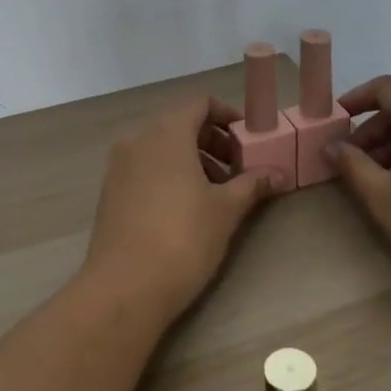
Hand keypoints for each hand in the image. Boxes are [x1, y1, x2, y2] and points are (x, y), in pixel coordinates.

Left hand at [82, 95, 279, 321]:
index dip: (227, 116)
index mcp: (167, 132)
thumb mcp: (226, 210)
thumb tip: (280, 173)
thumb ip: (253, 184)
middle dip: (212, 141)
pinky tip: (186, 208)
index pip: (200, 103)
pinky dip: (168, 174)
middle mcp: (138, 139)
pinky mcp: (110, 191)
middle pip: (180, 124)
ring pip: (161, 147)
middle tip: (238, 170)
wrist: (124, 287)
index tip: (247, 140)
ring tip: (216, 193)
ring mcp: (119, 165)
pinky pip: (145, 167)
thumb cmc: (182, 238)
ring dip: (192, 159)